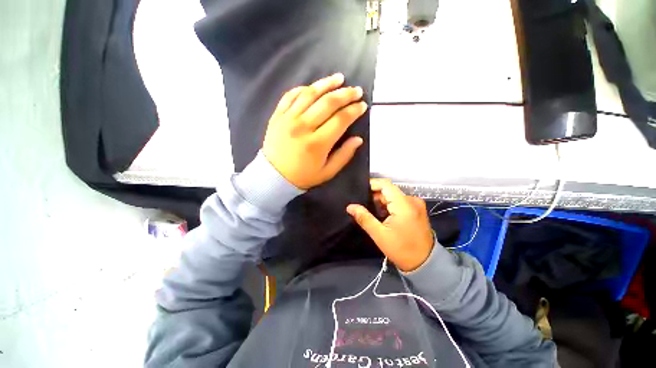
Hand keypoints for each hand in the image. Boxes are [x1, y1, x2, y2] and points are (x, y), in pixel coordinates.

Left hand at [262, 73, 367, 189]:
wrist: (273, 176)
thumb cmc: (303, 176)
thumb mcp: (327, 172)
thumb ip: (344, 155)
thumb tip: (358, 139)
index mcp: (317, 143)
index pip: (341, 120)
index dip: (354, 110)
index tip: (363, 105)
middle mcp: (303, 127)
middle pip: (328, 103)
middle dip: (345, 94)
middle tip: (356, 90)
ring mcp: (288, 119)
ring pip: (310, 94)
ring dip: (327, 84)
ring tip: (339, 78)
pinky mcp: (277, 115)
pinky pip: (291, 95)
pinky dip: (304, 88)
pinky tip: (314, 87)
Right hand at [347, 179, 434, 271]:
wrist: (425, 263)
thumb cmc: (401, 249)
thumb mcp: (379, 234)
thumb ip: (364, 218)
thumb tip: (350, 207)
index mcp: (404, 204)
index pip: (385, 184)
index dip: (371, 184)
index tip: (359, 190)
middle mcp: (412, 200)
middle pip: (389, 190)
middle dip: (374, 196)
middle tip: (361, 205)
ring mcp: (416, 204)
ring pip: (393, 196)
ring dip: (381, 202)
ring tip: (369, 211)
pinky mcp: (416, 210)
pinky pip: (399, 202)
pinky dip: (389, 206)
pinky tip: (381, 215)